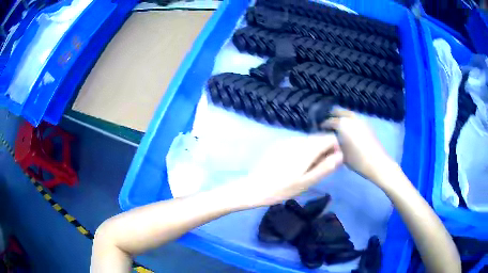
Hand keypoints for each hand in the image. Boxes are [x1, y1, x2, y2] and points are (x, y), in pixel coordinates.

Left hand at [224, 134, 342, 207]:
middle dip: (324, 151)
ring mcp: (287, 141)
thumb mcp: (307, 182)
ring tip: (306, 170)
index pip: (330, 138)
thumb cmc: (282, 188)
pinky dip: (302, 151)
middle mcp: (298, 140)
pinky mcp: (279, 145)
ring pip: (309, 141)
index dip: (335, 149)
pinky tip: (294, 166)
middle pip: (319, 138)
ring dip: (313, 152)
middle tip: (318, 170)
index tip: (331, 163)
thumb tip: (340, 155)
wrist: (255, 188)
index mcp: (307, 148)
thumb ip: (325, 167)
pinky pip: (298, 144)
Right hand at [322, 110, 392, 181]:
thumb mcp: (341, 153)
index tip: (320, 128)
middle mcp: (352, 119)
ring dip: (343, 116)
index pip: (330, 121)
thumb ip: (334, 143)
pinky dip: (350, 120)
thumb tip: (330, 138)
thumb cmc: (357, 160)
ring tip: (339, 123)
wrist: (377, 163)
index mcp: (344, 125)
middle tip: (329, 122)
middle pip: (340, 112)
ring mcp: (361, 120)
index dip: (324, 124)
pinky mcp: (368, 125)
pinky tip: (349, 127)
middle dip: (333, 115)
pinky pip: (356, 118)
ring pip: (349, 113)